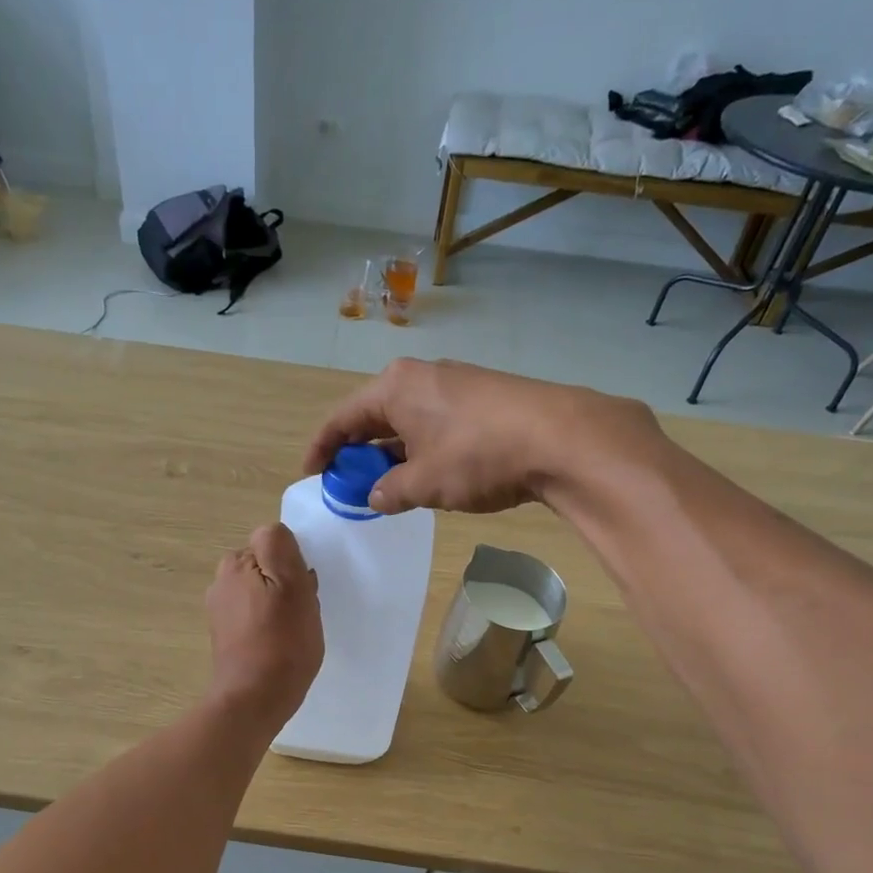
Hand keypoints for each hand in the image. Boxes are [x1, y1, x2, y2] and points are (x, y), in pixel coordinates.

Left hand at [204, 522, 322, 732]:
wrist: (254, 699)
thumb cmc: (281, 642)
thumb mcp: (292, 585)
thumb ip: (280, 547)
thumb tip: (275, 533)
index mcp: (236, 563)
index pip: (273, 542)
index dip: (294, 562)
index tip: (304, 588)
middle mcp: (221, 581)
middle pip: (266, 566)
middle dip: (286, 582)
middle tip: (302, 611)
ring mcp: (220, 610)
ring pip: (262, 591)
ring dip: (280, 604)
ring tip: (294, 630)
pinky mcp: (225, 635)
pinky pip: (254, 615)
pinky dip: (269, 624)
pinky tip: (280, 644)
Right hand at [301, 358, 667, 514]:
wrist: (561, 438)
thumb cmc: (477, 456)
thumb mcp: (424, 483)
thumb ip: (390, 491)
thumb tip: (376, 496)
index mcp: (394, 387)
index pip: (342, 418)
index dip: (322, 449)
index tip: (311, 475)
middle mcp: (421, 377)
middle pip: (374, 416)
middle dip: (359, 453)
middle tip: (350, 485)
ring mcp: (456, 385)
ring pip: (409, 422)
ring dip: (393, 454)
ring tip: (388, 487)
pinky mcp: (485, 399)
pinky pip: (437, 425)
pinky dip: (423, 450)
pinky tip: (431, 476)